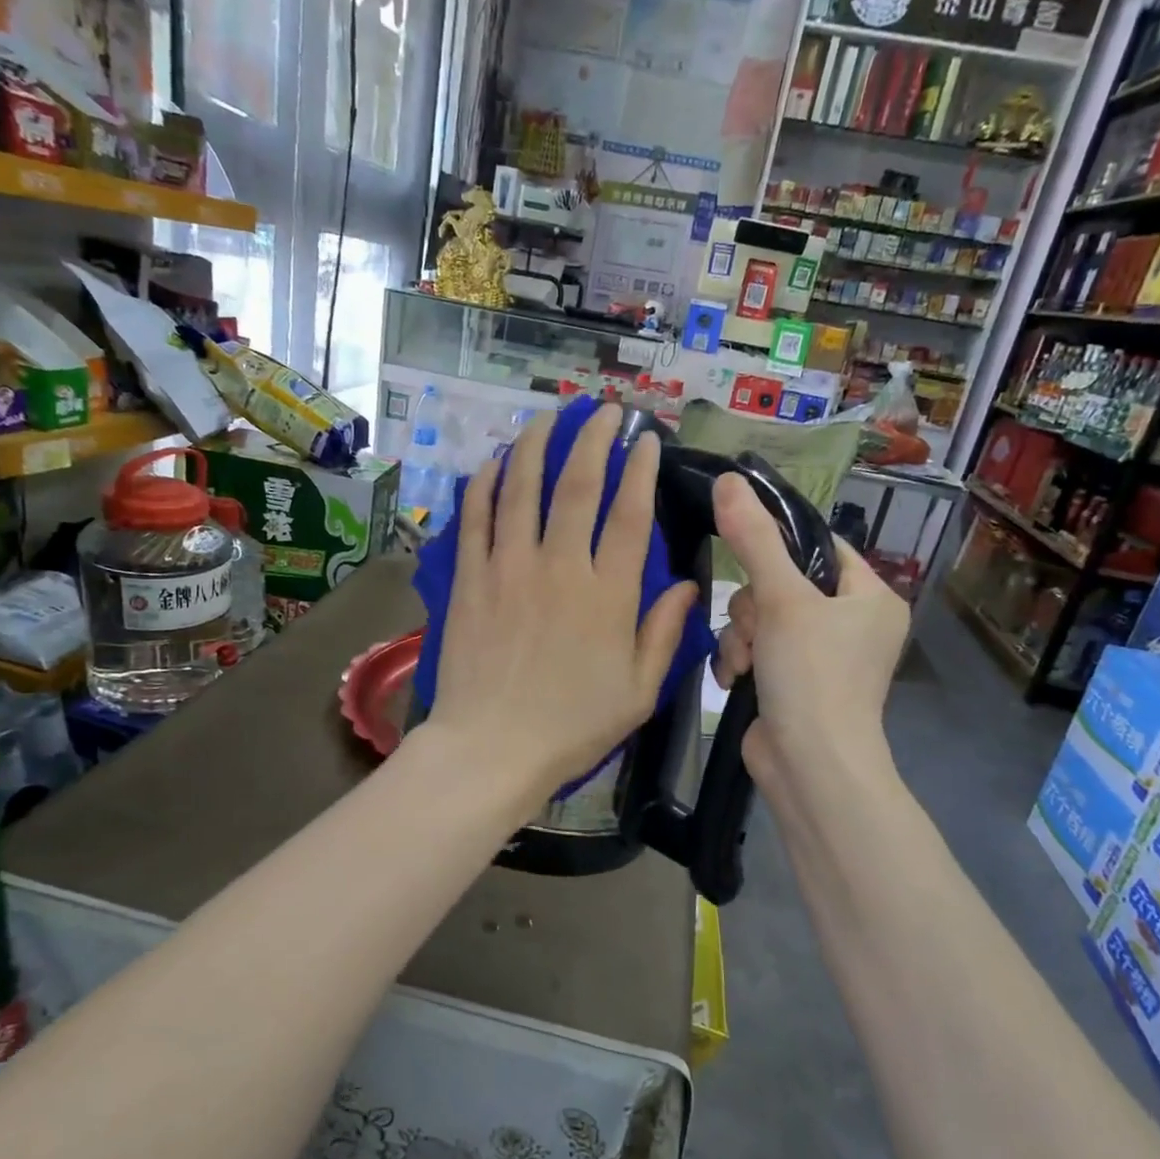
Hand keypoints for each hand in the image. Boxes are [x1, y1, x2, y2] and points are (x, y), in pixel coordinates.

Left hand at [429, 405, 699, 802]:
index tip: (645, 439)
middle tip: (603, 411)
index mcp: (608, 594)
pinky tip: (495, 462)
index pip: (629, 514)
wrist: (492, 747)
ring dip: (537, 445)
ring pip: (523, 489)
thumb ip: (664, 634)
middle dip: (593, 439)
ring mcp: (509, 568)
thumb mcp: (639, 691)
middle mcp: (560, 567)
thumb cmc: (573, 726)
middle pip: (577, 487)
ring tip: (548, 417)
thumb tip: (689, 587)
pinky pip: (476, 518)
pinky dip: (486, 485)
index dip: (639, 469)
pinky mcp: (470, 579)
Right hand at [711, 473, 908, 787]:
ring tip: (745, 663)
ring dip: (742, 637)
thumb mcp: (782, 599)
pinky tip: (736, 679)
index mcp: (870, 596)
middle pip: (781, 582)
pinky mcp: (792, 682)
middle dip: (754, 607)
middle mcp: (851, 623)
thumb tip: (727, 480)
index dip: (778, 545)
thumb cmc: (812, 675)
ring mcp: (820, 656)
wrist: (810, 767)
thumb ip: (753, 539)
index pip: (819, 545)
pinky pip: (756, 649)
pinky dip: (742, 660)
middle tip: (757, 630)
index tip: (744, 552)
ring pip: (760, 617)